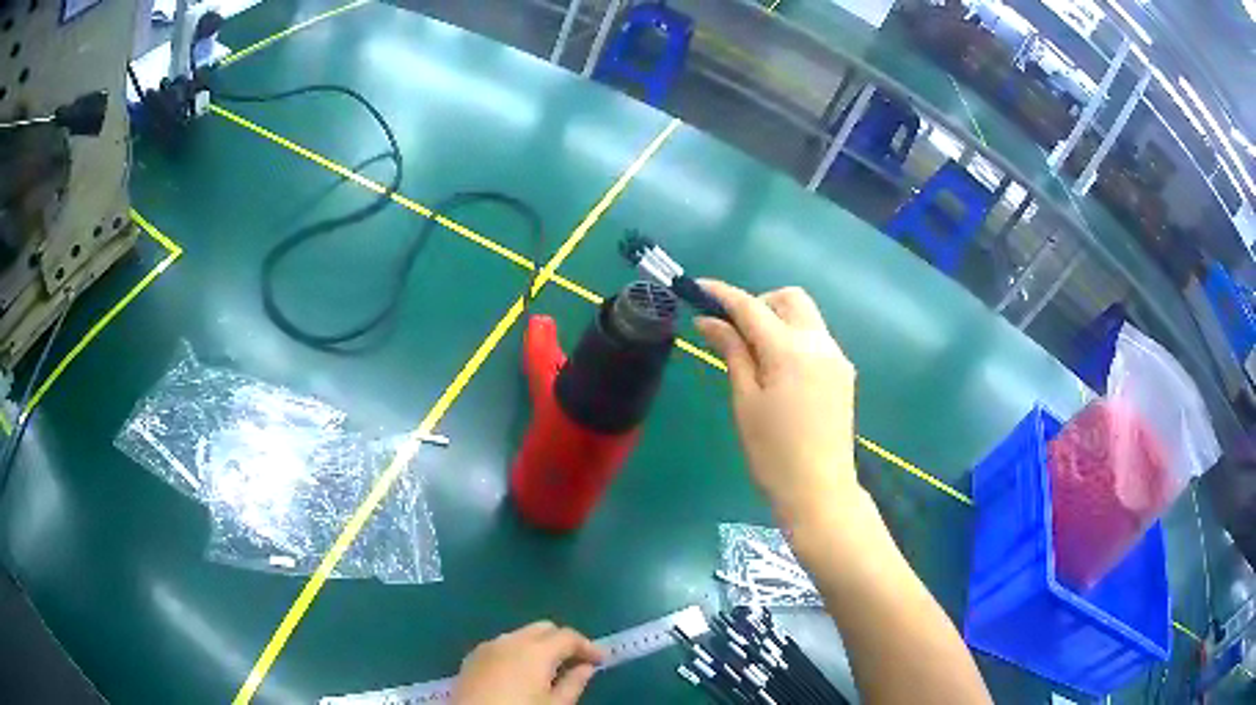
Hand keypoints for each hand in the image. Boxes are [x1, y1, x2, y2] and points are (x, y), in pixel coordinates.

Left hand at [452, 622, 604, 704]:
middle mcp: (510, 640)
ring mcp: (487, 646)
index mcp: (535, 650)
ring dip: (539, 646)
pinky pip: (501, 646)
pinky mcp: (471, 657)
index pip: (568, 636)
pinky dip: (517, 652)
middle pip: (543, 628)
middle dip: (562, 641)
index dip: (588, 646)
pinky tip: (520, 674)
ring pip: (520, 635)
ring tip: (549, 670)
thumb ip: (574, 683)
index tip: (601, 661)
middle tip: (577, 663)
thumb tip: (586, 667)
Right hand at [696, 281, 859, 524]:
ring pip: (806, 316)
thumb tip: (709, 321)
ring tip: (755, 355)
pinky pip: (817, 338)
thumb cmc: (773, 453)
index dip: (722, 294)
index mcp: (790, 350)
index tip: (698, 287)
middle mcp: (820, 343)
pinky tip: (780, 371)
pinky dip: (794, 338)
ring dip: (778, 320)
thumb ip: (732, 352)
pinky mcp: (843, 373)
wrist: (820, 490)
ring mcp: (836, 357)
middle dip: (759, 302)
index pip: (751, 307)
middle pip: (789, 298)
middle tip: (734, 331)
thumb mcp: (745, 401)